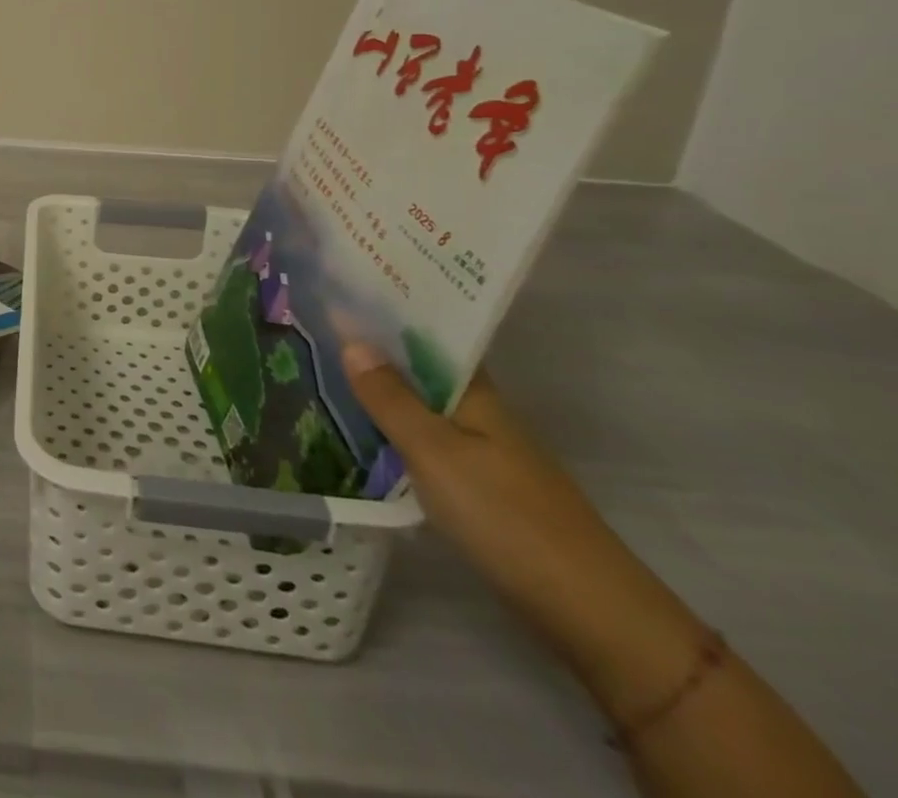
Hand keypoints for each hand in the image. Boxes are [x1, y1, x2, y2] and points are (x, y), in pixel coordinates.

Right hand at [342, 345, 704, 719]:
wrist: (589, 613)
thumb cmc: (506, 517)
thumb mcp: (435, 452)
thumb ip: (390, 399)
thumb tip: (351, 340)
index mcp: (475, 394)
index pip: (427, 336)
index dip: (387, 313)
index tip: (340, 291)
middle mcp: (480, 414)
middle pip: (421, 371)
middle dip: (374, 350)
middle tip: (314, 327)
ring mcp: (482, 453)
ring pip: (421, 407)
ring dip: (381, 391)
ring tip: (323, 371)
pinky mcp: (479, 490)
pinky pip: (424, 442)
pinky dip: (393, 431)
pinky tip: (362, 434)